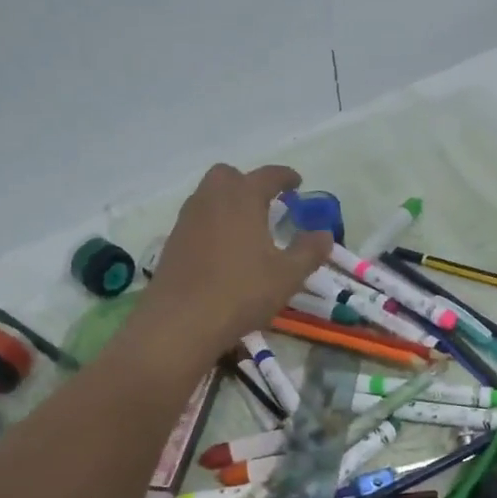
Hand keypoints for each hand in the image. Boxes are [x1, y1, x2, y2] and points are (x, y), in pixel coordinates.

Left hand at [140, 163, 331, 355]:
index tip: (297, 182)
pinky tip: (223, 251)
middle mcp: (211, 200)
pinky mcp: (172, 242)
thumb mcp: (287, 275)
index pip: (267, 176)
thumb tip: (325, 234)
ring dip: (228, 203)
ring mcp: (187, 220)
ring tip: (246, 228)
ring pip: (208, 196)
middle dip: (248, 183)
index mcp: (243, 198)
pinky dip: (212, 224)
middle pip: (228, 176)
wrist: (181, 321)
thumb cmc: (241, 292)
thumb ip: (309, 251)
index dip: (285, 176)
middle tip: (266, 203)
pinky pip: (196, 220)